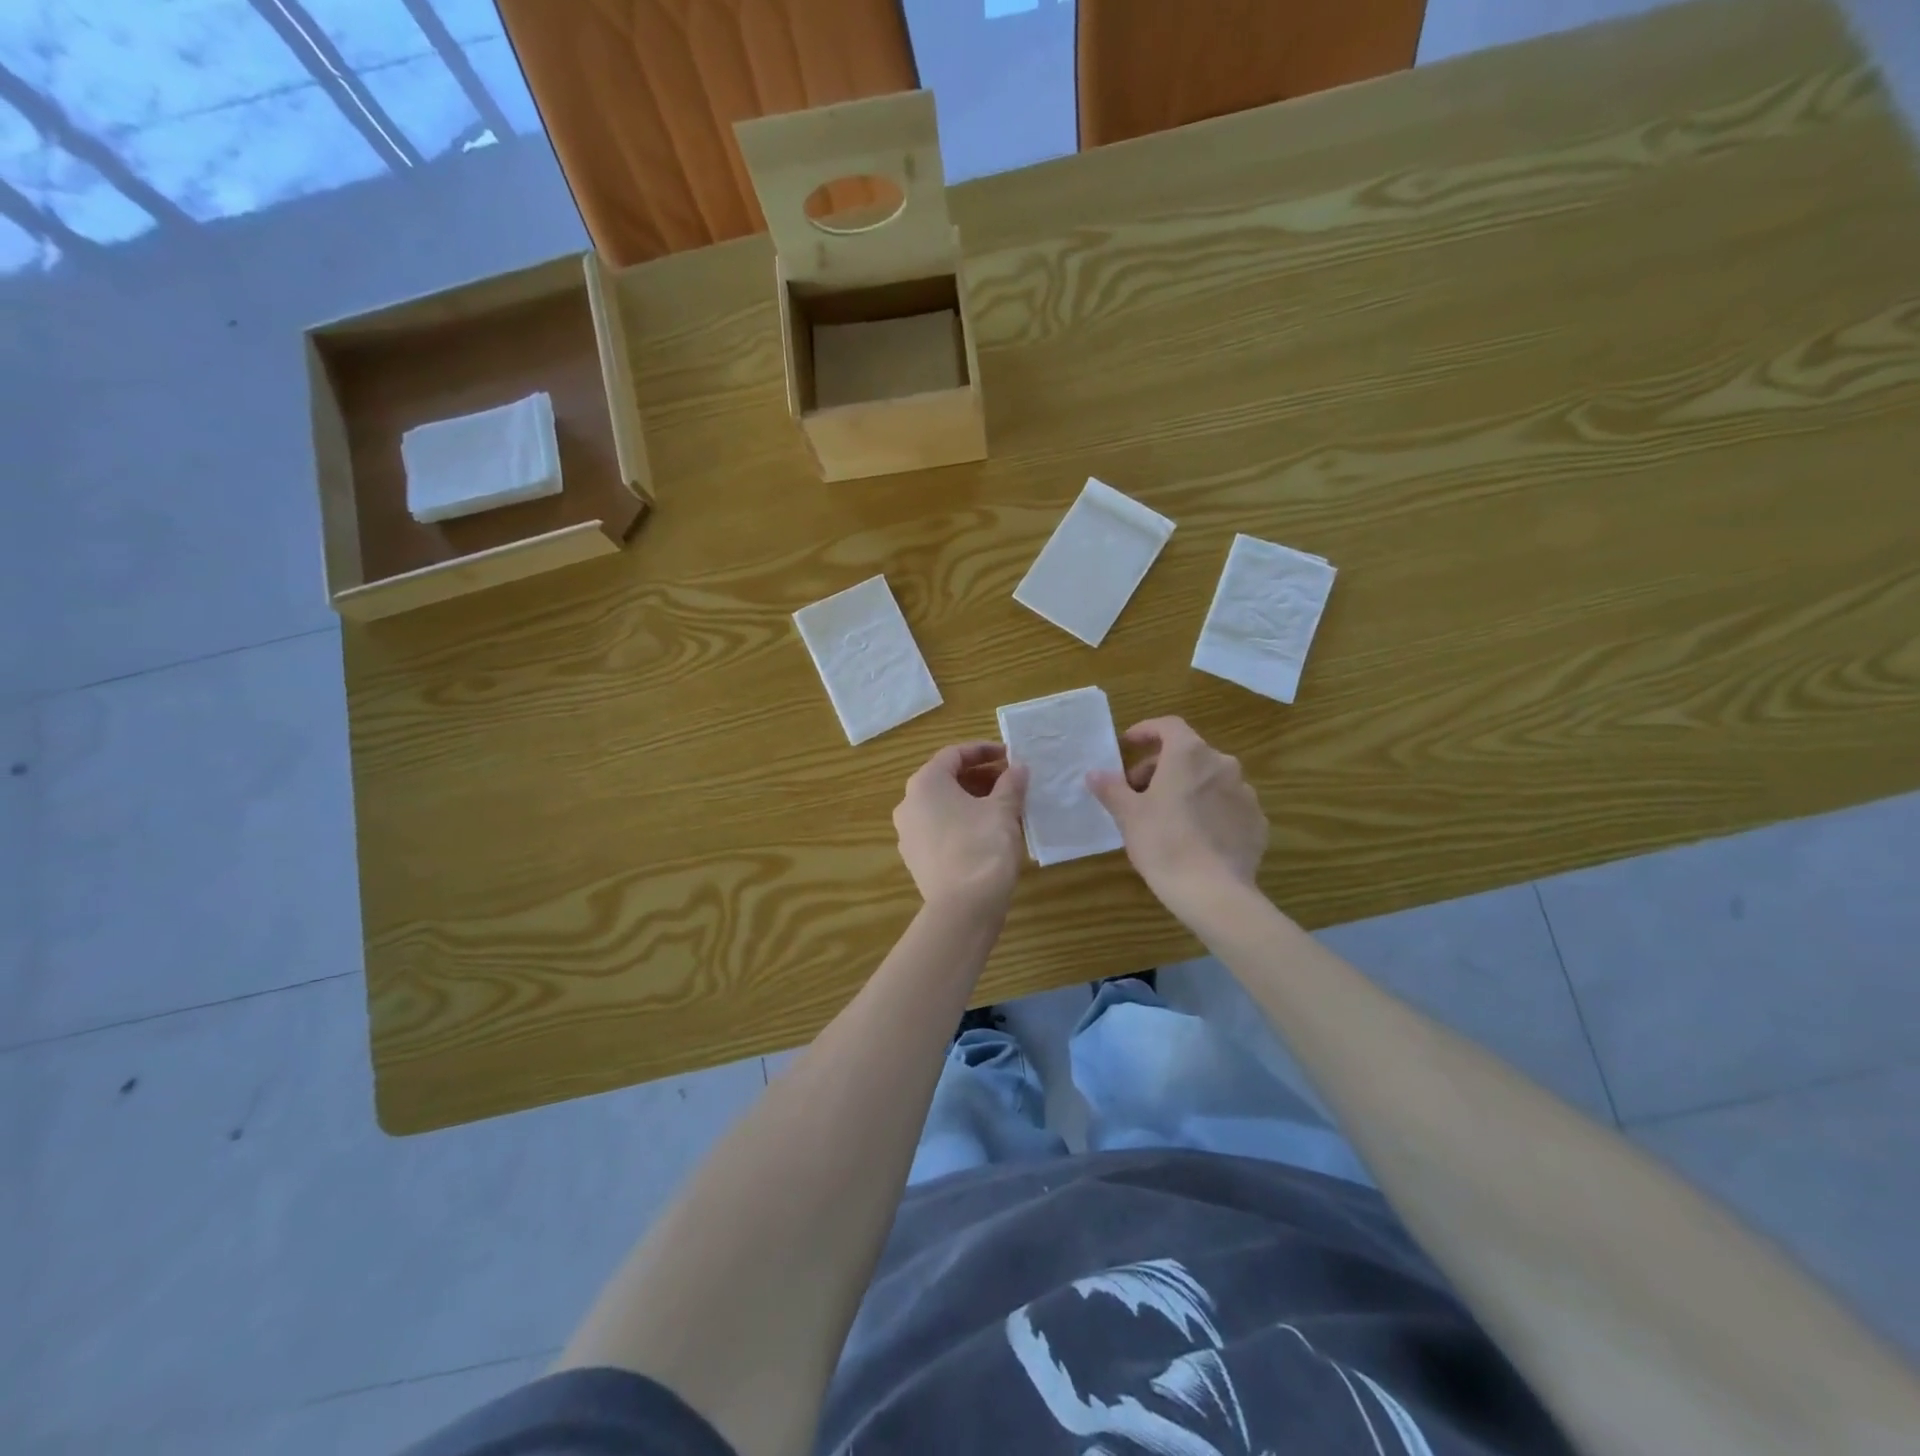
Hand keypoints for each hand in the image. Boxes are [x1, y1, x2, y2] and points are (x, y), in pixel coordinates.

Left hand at [893, 743, 1028, 913]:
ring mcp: (908, 833)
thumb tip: (1018, 768)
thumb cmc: (982, 847)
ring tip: (1005, 807)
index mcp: (925, 784)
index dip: (984, 751)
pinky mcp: (916, 858)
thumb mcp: (1003, 810)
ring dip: (973, 801)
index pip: (954, 754)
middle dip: (980, 777)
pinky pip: (941, 829)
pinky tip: (989, 833)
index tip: (1010, 756)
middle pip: (946, 779)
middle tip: (1011, 782)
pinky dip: (963, 823)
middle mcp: (909, 804)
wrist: (963, 908)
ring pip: (943, 806)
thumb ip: (1011, 783)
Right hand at [1087, 717, 1267, 914]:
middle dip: (1161, 767)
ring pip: (1210, 780)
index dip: (1146, 731)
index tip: (1128, 745)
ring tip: (1167, 817)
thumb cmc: (1163, 843)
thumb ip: (1111, 788)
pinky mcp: (1257, 822)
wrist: (1213, 892)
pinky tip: (1196, 838)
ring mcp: (1245, 794)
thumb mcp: (1128, 815)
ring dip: (1188, 788)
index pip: (1168, 726)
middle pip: (1188, 754)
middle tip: (1139, 793)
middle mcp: (1223, 764)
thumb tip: (1094, 773)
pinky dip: (1210, 812)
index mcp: (1190, 755)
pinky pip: (1228, 807)